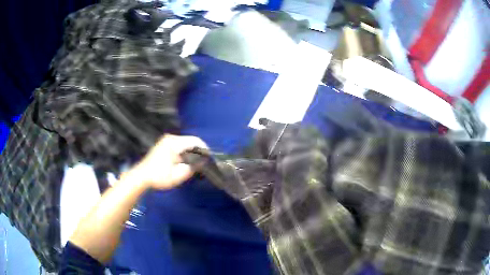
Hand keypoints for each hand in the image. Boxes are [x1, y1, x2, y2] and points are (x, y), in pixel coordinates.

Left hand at [128, 134, 207, 189]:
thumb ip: (192, 168)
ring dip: (191, 152)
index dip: (205, 149)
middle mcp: (171, 138)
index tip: (210, 158)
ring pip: (185, 143)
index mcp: (174, 143)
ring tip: (195, 163)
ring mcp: (166, 140)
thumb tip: (202, 162)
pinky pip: (179, 145)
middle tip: (203, 163)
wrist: (142, 176)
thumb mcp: (178, 176)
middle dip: (198, 151)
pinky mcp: (164, 144)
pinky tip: (185, 161)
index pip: (195, 141)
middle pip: (191, 141)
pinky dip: (185, 152)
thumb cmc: (159, 176)